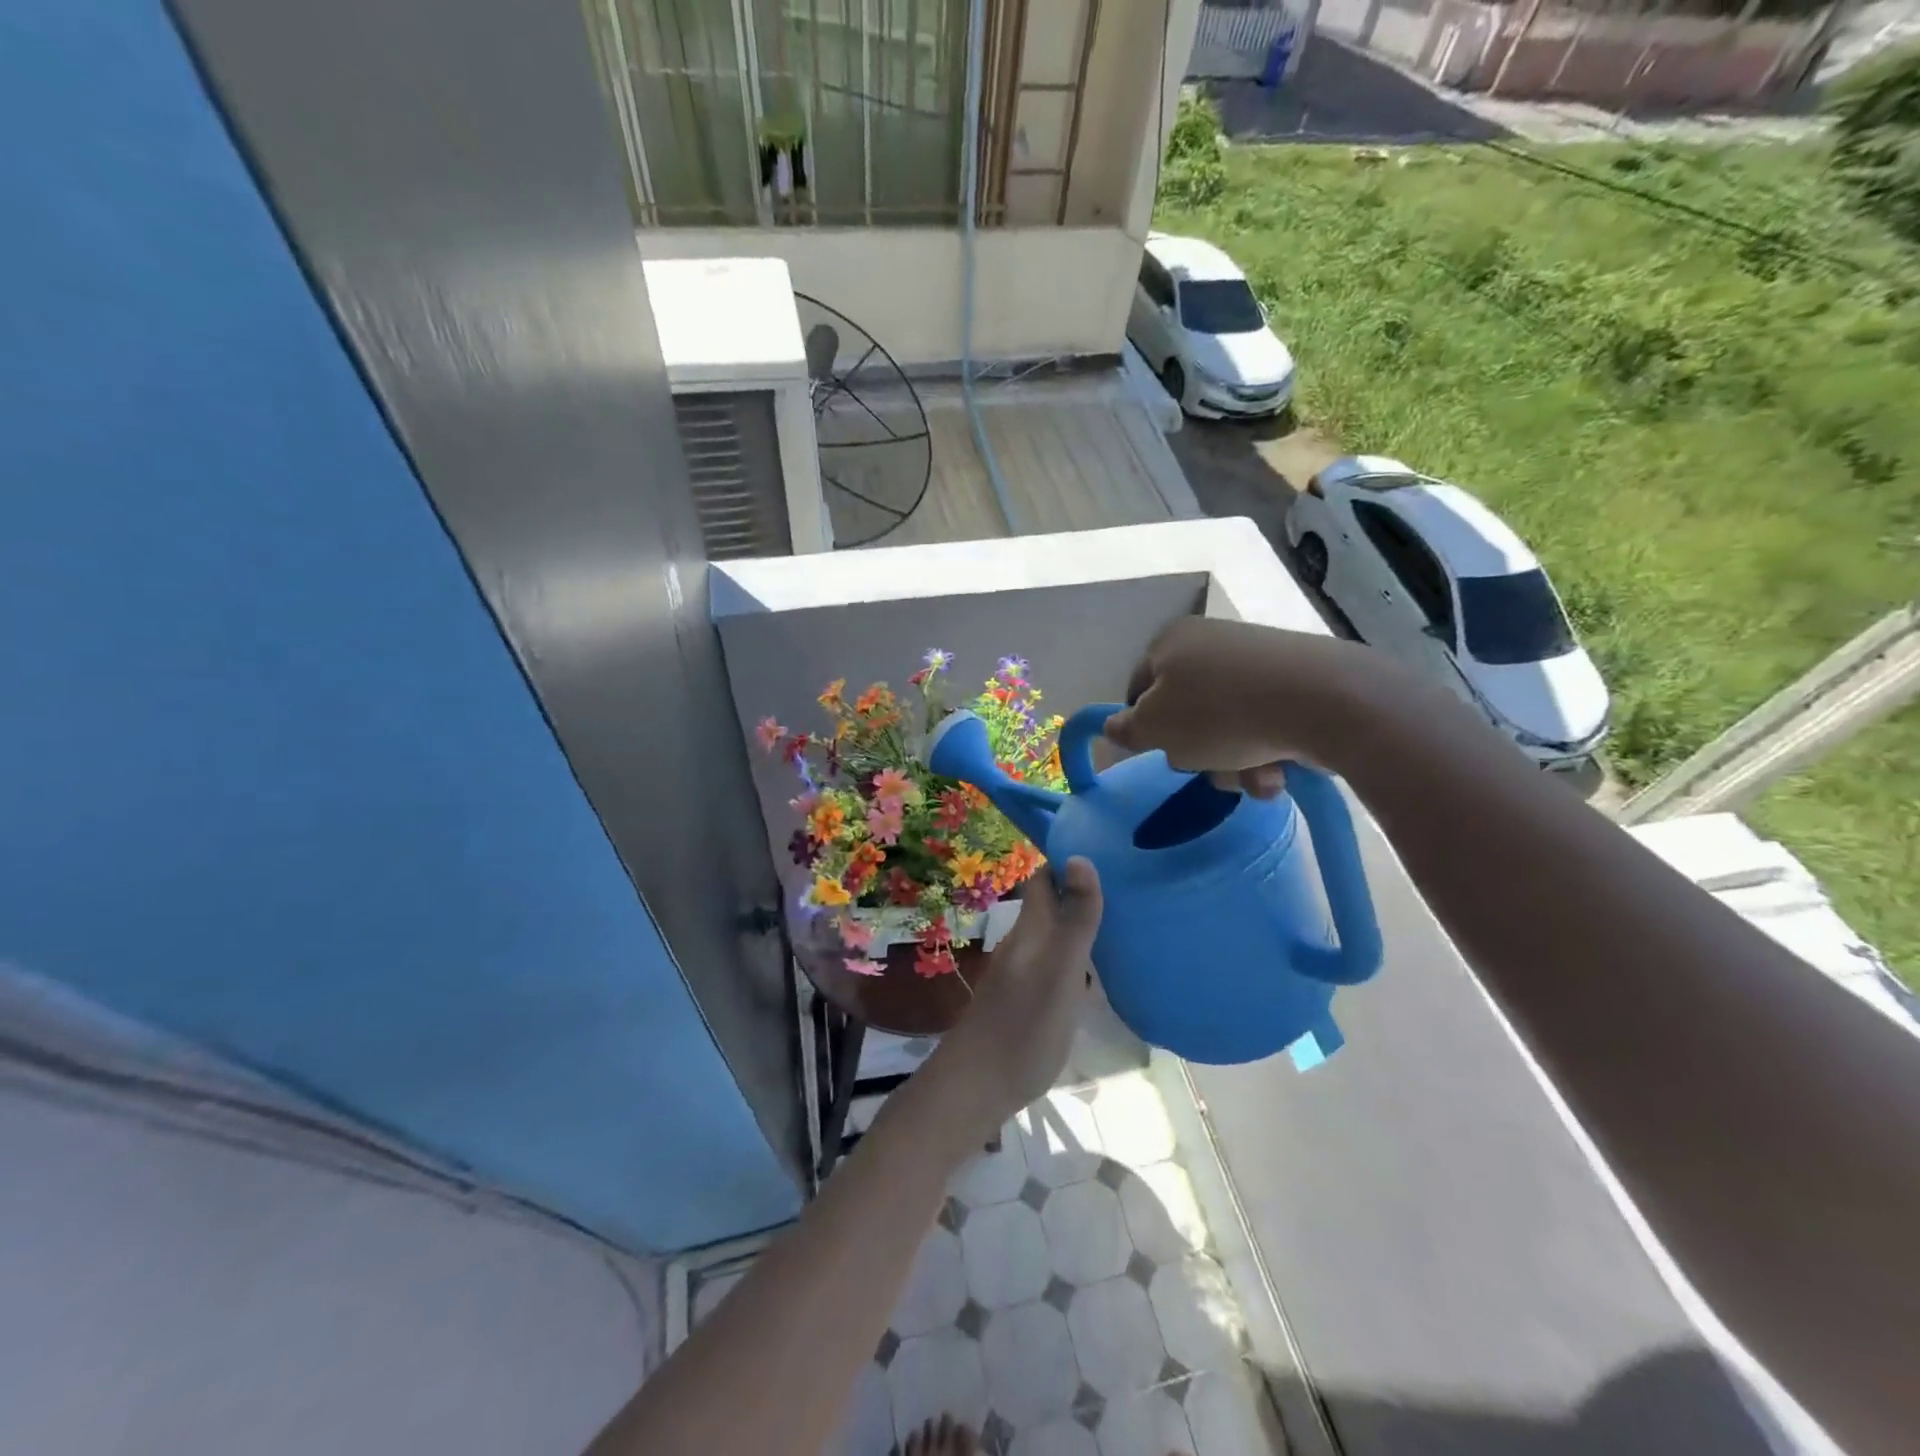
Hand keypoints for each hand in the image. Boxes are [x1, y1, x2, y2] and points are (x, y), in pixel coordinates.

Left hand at [932, 858, 1103, 1136]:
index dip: (1068, 859)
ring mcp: (1025, 972)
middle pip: (1052, 903)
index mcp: (1032, 928)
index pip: (1045, 877)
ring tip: (1127, 922)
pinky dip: (1080, 957)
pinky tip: (1104, 971)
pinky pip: (1058, 964)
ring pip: (1056, 934)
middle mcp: (1026, 943)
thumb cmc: (1024, 1024)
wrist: (979, 1084)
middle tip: (1129, 886)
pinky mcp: (1029, 1000)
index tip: (1106, 848)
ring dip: (1083, 924)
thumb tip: (1080, 856)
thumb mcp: (1060, 969)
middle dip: (1082, 890)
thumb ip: (1074, 918)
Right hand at [1104, 617, 1391, 791]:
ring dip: (1233, 762)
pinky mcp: (1297, 680)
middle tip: (1208, 766)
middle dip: (1197, 751)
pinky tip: (1281, 769)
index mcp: (1170, 641)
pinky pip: (1265, 723)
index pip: (1138, 688)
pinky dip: (1267, 751)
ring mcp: (1258, 660)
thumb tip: (1112, 727)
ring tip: (1255, 775)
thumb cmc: (1220, 713)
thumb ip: (1125, 730)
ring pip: (1227, 726)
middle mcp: (1212, 642)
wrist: (1323, 701)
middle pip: (1186, 712)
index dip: (1142, 726)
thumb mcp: (1154, 729)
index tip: (1157, 752)